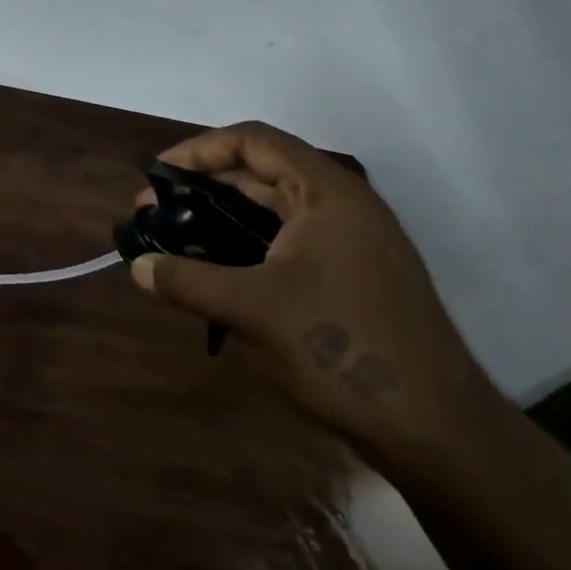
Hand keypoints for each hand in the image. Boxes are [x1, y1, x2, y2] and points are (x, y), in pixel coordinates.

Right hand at [131, 121, 500, 475]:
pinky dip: (246, 246)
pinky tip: (214, 272)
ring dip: (221, 218)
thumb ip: (187, 280)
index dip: (198, 150)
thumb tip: (137, 267)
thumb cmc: (339, 347)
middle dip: (202, 187)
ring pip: (273, 211)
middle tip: (154, 213)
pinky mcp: (350, 278)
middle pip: (261, 172)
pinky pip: (287, 243)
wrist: (433, 428)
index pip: (253, 141)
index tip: (156, 177)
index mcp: (327, 193)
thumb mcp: (251, 309)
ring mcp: (351, 244)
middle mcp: (342, 206)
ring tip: (175, 239)